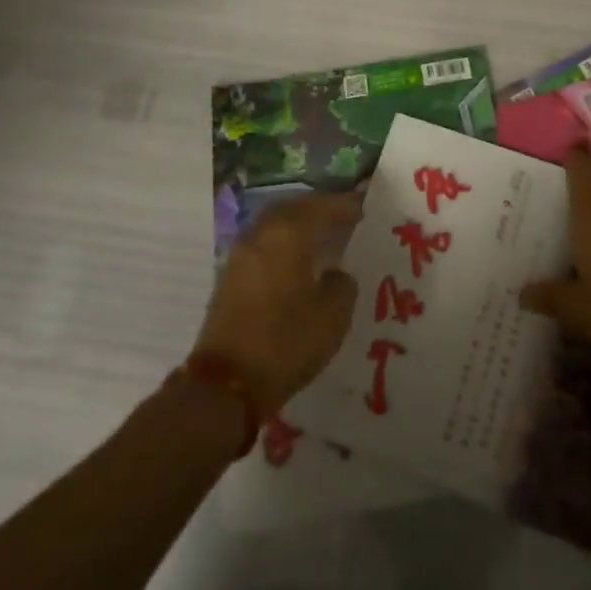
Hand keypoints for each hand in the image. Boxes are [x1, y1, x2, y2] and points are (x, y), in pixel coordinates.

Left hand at [194, 192, 360, 416]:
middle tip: (343, 216)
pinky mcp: (230, 275)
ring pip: (275, 223)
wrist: (225, 384)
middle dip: (319, 208)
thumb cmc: (285, 343)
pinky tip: (297, 258)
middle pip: (294, 207)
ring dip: (298, 222)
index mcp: (288, 235)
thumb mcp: (332, 317)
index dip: (345, 206)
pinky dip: (283, 240)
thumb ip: (342, 286)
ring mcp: (241, 253)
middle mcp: (262, 234)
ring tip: (322, 235)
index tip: (364, 208)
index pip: (322, 208)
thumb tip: (336, 274)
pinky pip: (263, 241)